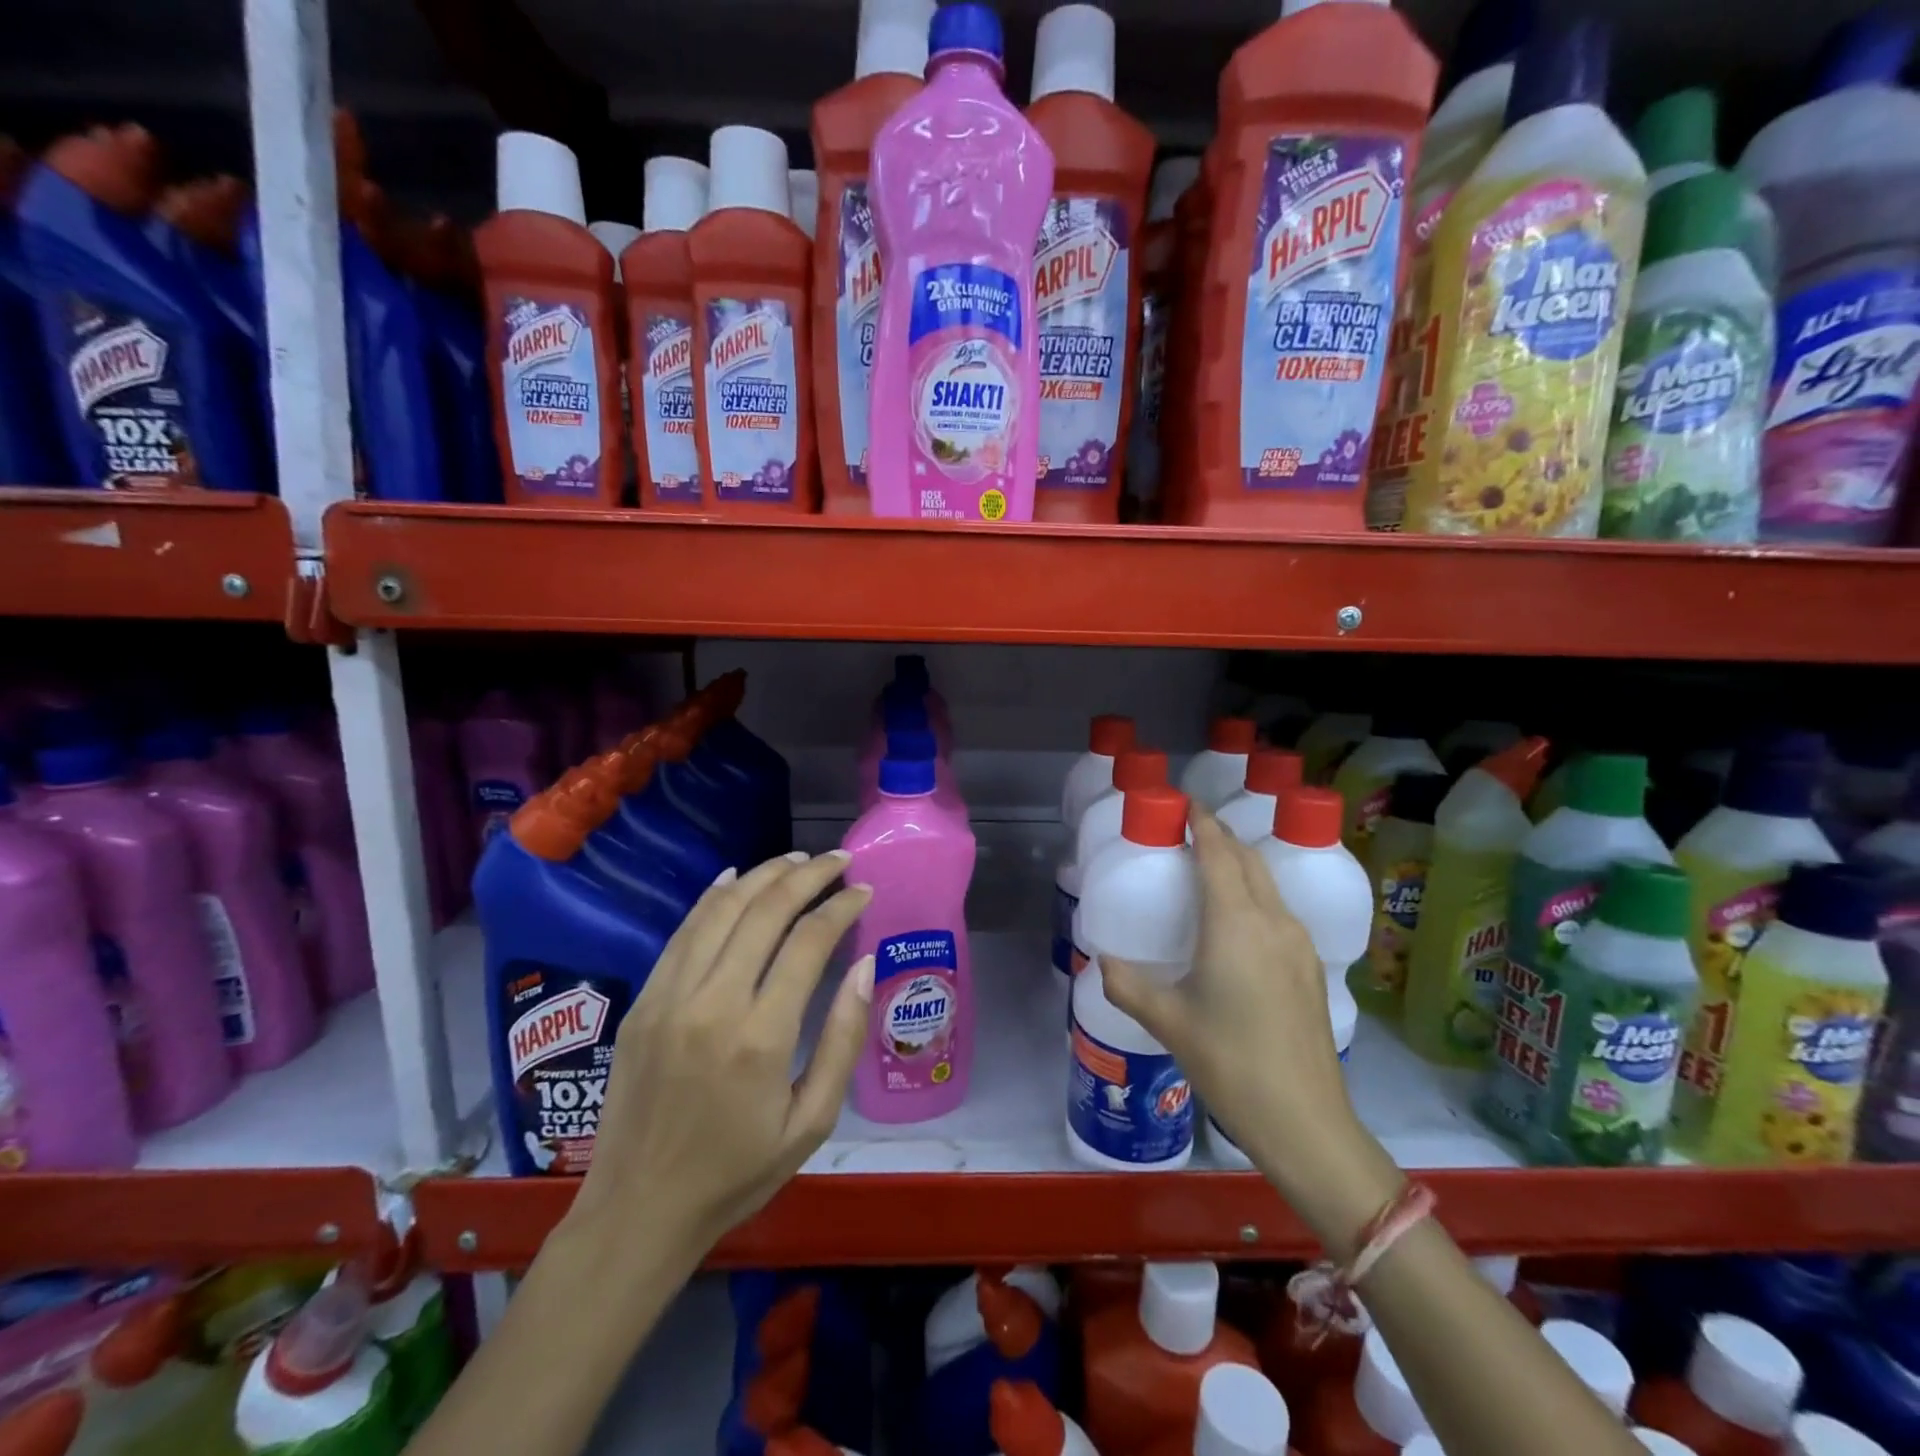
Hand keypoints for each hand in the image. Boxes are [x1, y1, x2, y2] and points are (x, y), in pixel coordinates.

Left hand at [567, 851, 874, 1259]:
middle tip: (838, 859)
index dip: (841, 907)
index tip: (864, 891)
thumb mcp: (811, 1123)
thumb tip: (864, 966)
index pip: (808, 942)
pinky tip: (737, 878)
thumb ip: (842, 1039)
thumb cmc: (736, 1173)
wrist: (638, 1210)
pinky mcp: (643, 1001)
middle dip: (808, 875)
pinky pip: (683, 932)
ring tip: (798, 860)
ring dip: (763, 875)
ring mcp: (669, 997)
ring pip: (721, 909)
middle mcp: (712, 1003)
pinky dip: (713, 897)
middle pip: (765, 911)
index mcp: (760, 1038)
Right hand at [1102, 809, 1389, 1223]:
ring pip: (1267, 883)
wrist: (1305, 1120)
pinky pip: (1279, 910)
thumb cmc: (1229, 1062)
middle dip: (1220, 837)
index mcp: (1235, 923)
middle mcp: (1272, 920)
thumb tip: (1102, 960)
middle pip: (1247, 859)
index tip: (1182, 804)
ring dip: (1240, 865)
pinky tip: (1239, 921)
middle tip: (1189, 831)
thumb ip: (1127, 984)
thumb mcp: (1168, 1021)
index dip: (1201, 822)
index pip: (1218, 852)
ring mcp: (1298, 943)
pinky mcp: (1311, 966)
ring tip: (1210, 870)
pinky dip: (1255, 895)